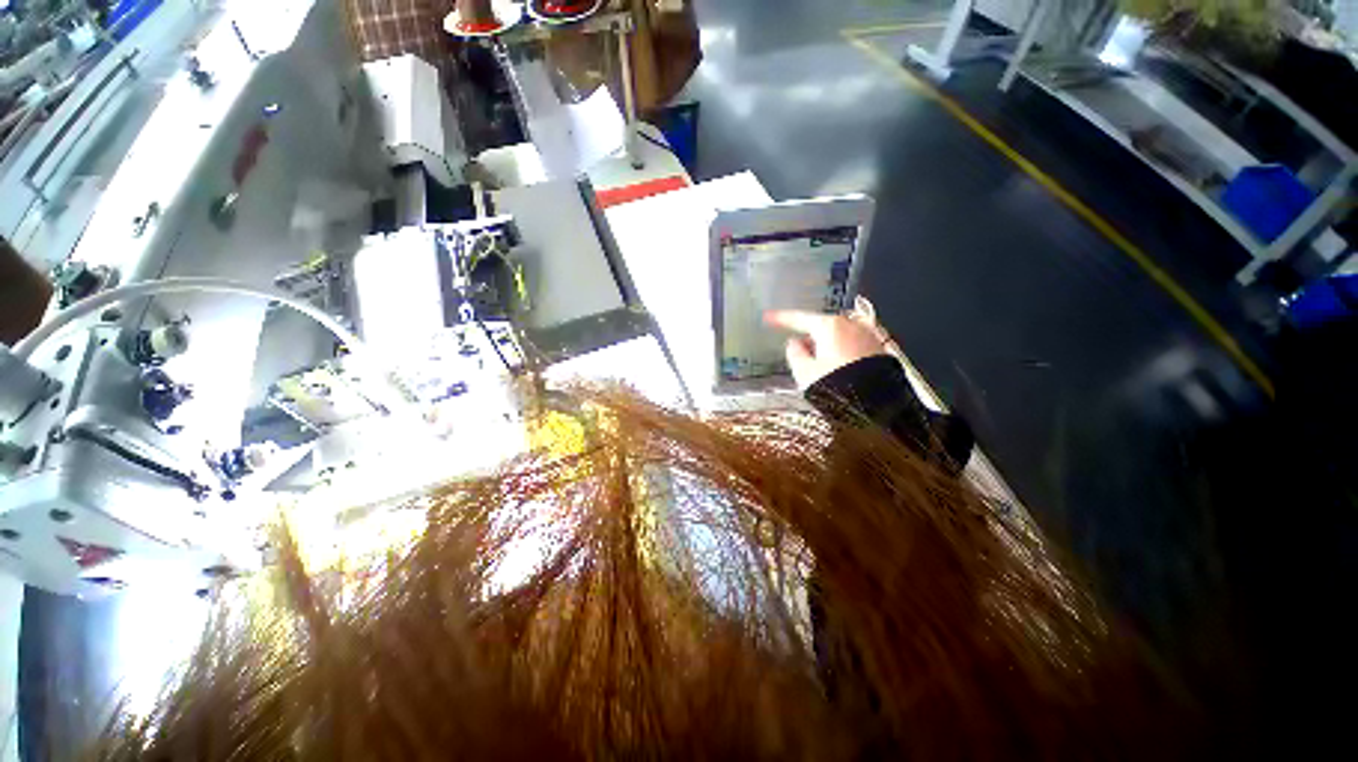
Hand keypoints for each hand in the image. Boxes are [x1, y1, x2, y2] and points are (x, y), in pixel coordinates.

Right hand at [764, 309, 888, 389]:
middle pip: (821, 327)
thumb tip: (793, 344)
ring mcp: (867, 336)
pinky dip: (841, 354)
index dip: (781, 319)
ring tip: (819, 368)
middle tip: (798, 352)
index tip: (769, 317)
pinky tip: (837, 369)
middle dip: (808, 337)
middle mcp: (850, 325)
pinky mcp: (878, 350)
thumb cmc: (836, 385)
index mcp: (828, 326)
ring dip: (825, 347)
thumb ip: (794, 353)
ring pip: (837, 337)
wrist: (877, 404)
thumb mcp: (804, 371)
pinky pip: (852, 346)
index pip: (799, 319)